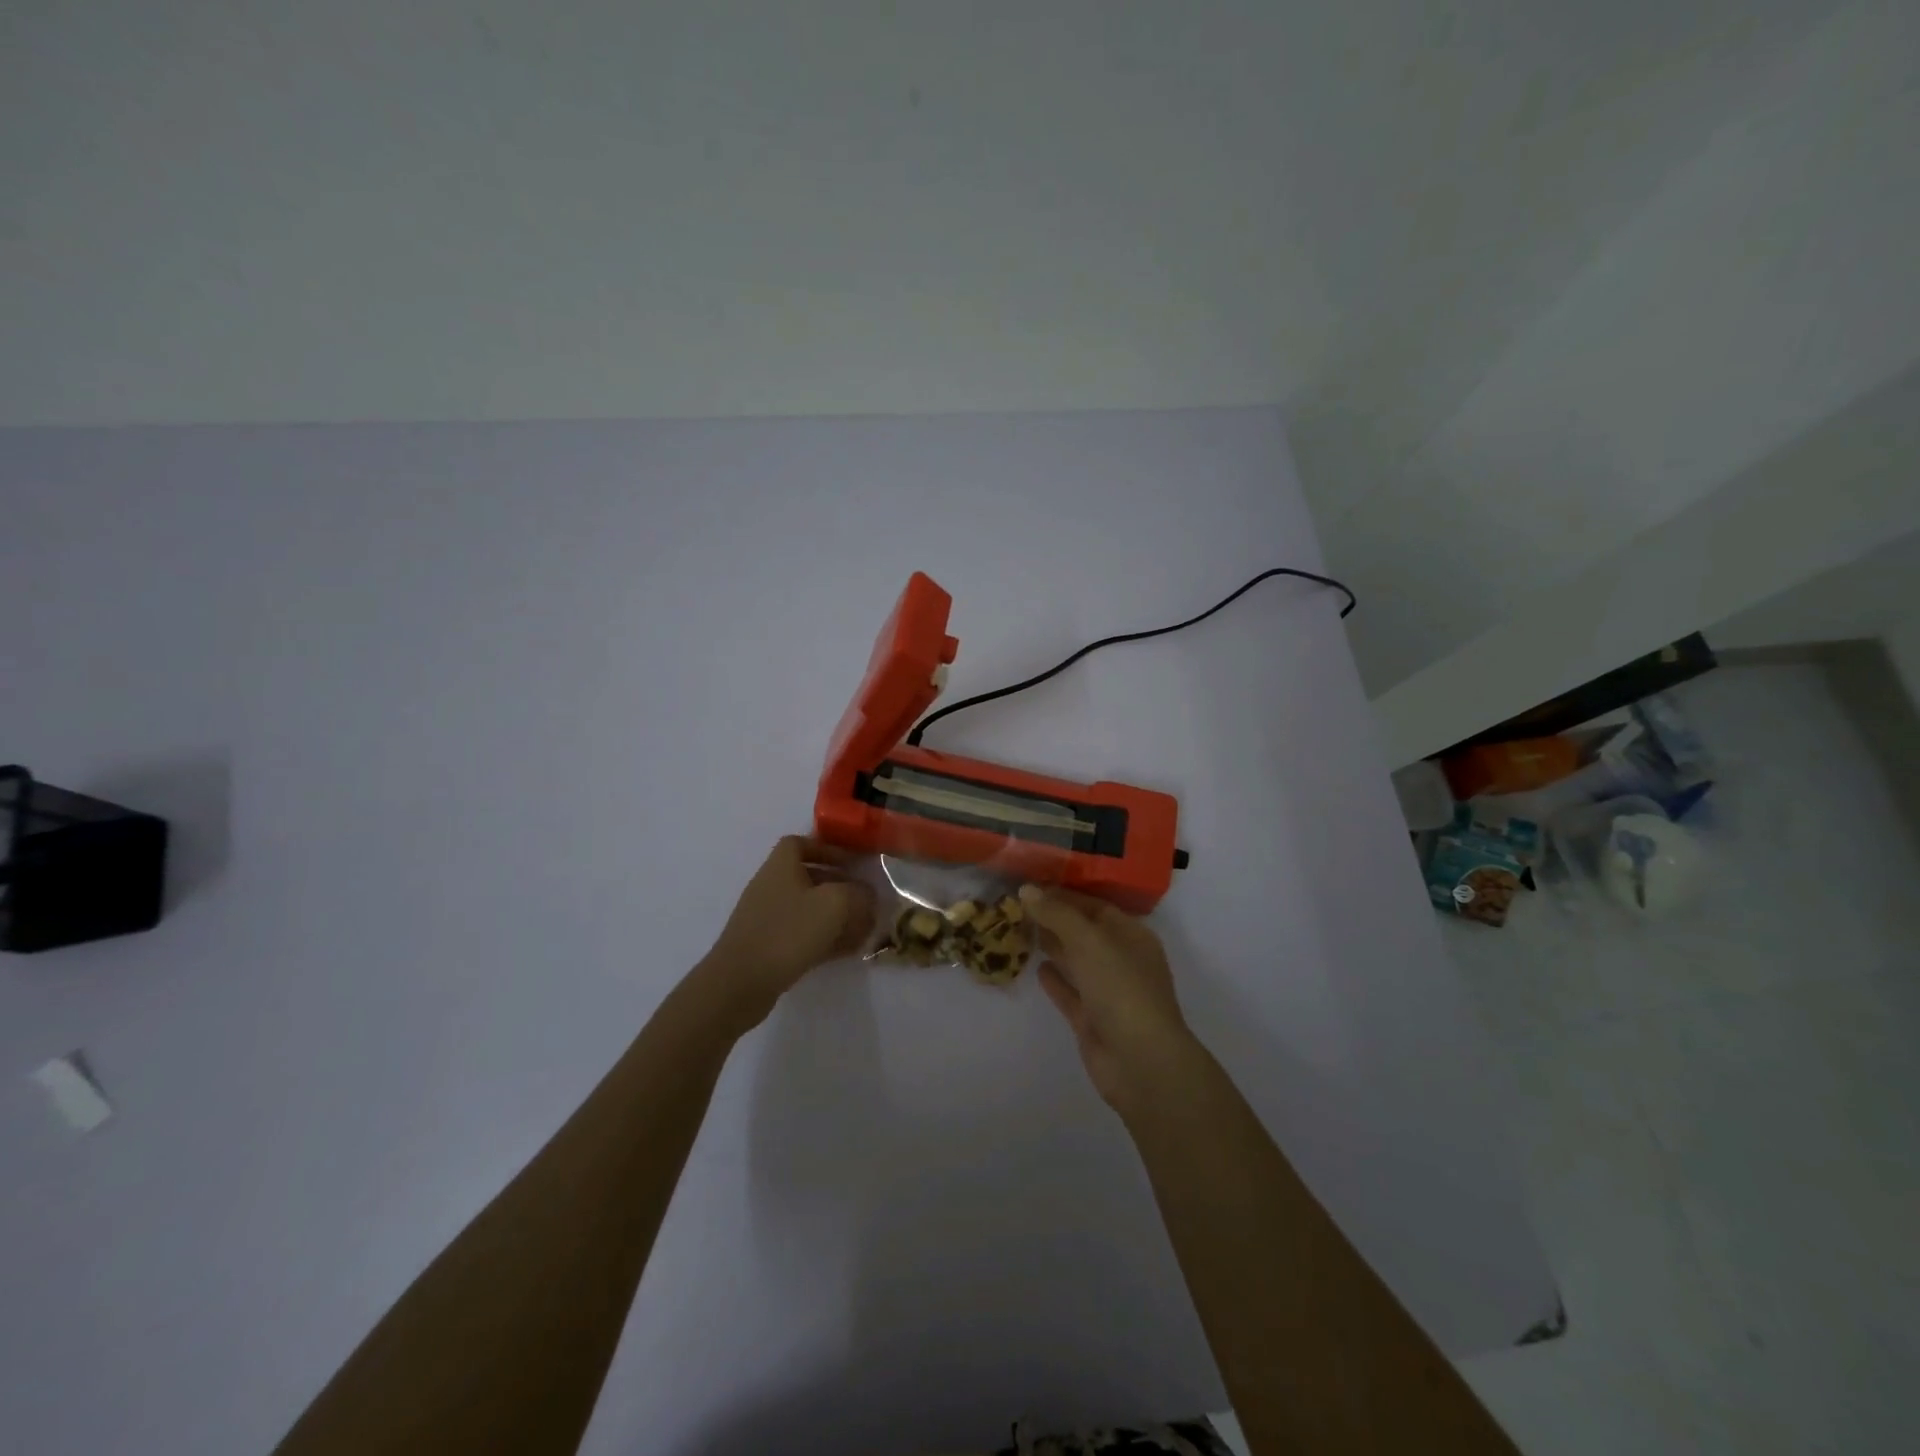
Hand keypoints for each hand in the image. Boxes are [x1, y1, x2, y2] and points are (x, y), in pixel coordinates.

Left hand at [699, 837, 874, 1033]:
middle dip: (839, 887)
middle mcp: (771, 887)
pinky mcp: (767, 947)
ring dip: (835, 915)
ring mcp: (766, 918)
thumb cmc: (787, 932)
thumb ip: (857, 894)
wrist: (739, 983)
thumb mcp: (834, 905)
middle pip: (808, 877)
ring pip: (807, 908)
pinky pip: (801, 934)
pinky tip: (846, 951)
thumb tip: (868, 894)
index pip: (800, 843)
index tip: (852, 863)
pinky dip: (824, 938)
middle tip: (865, 900)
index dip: (827, 849)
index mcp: (781, 866)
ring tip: (863, 928)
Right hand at [1020, 885, 1199, 1114]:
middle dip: (1054, 919)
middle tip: (1017, 906)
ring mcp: (1108, 992)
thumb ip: (1056, 913)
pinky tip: (1035, 968)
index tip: (1030, 886)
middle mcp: (1121, 960)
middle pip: (1084, 932)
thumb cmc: (1121, 988)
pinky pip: (1070, 992)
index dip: (1064, 895)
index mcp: (1131, 936)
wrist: (1140, 1062)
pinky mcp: (1092, 1020)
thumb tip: (1027, 889)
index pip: (1095, 906)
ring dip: (1052, 946)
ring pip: (1076, 961)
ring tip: (1020, 929)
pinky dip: (1055, 979)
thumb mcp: (1088, 940)